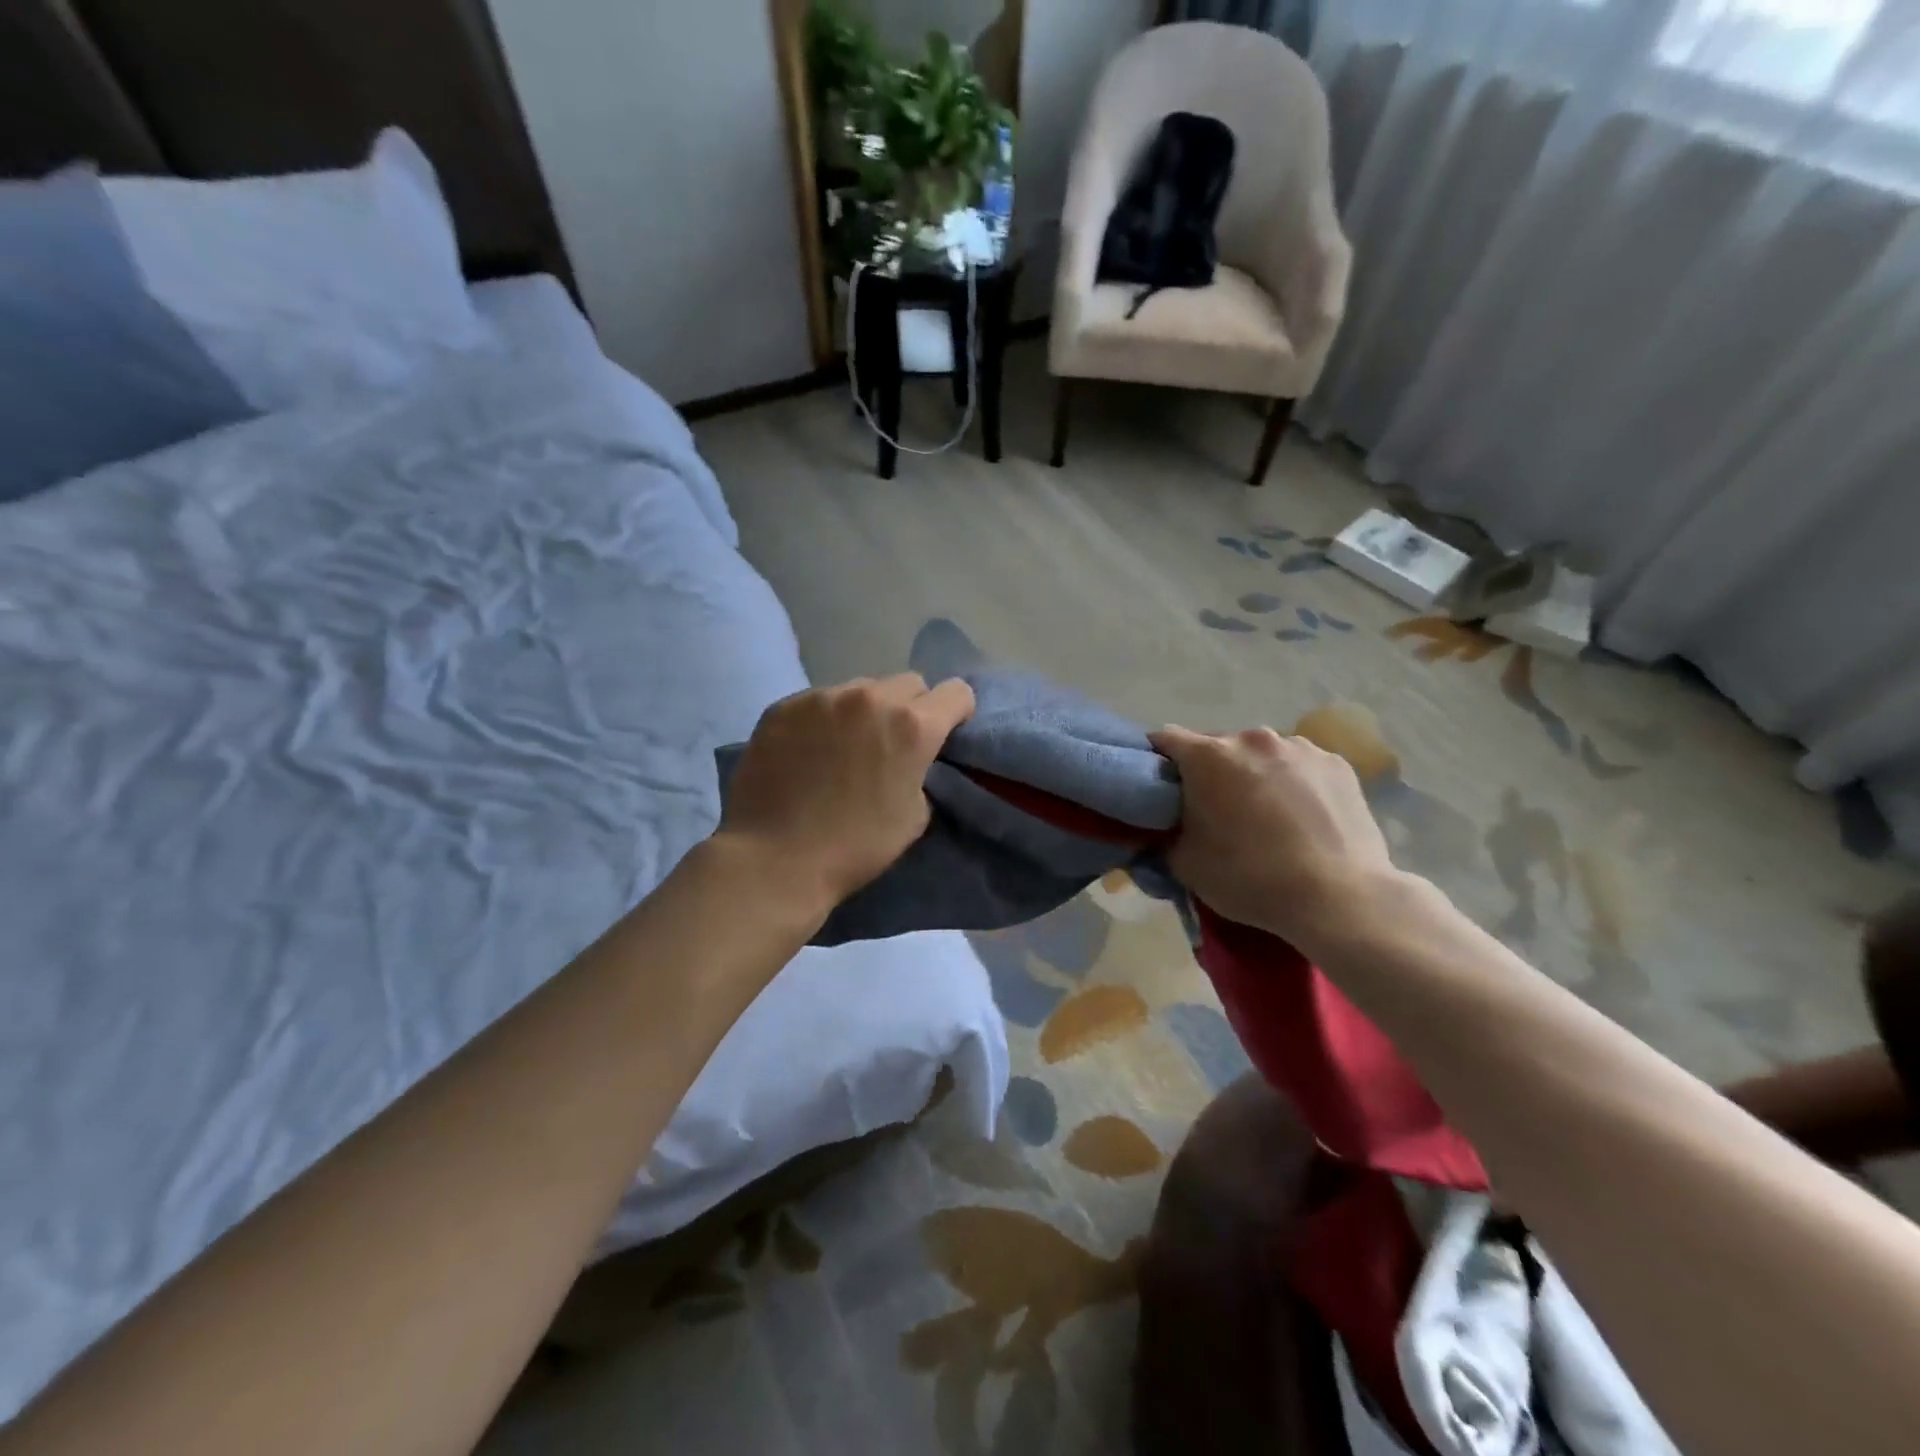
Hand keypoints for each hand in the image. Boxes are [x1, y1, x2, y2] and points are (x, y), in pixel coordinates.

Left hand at [719, 674, 975, 916]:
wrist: (775, 859)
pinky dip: (823, 719)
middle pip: (909, 683)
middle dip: (910, 708)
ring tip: (844, 747)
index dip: (956, 713)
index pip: (956, 692)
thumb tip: (908, 761)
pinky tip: (807, 751)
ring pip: (860, 689)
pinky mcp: (784, 706)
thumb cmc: (855, 846)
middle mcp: (871, 698)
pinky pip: (818, 701)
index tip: (944, 734)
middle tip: (893, 743)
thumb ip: (920, 773)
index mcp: (912, 726)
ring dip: (864, 711)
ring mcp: (823, 697)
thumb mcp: (913, 817)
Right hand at [1150, 725, 1397, 946]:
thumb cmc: (1250, 878)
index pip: (1165, 740)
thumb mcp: (1184, 864)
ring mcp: (1300, 747)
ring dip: (1253, 775)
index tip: (1161, 789)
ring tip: (1266, 817)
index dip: (1158, 762)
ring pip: (1261, 755)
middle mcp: (1252, 739)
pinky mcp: (1337, 764)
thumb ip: (1164, 835)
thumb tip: (1164, 828)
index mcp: (1208, 756)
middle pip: (1216, 746)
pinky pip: (1299, 766)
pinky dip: (1293, 784)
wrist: (1339, 899)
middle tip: (1215, 812)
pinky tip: (1302, 819)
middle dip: (1210, 772)